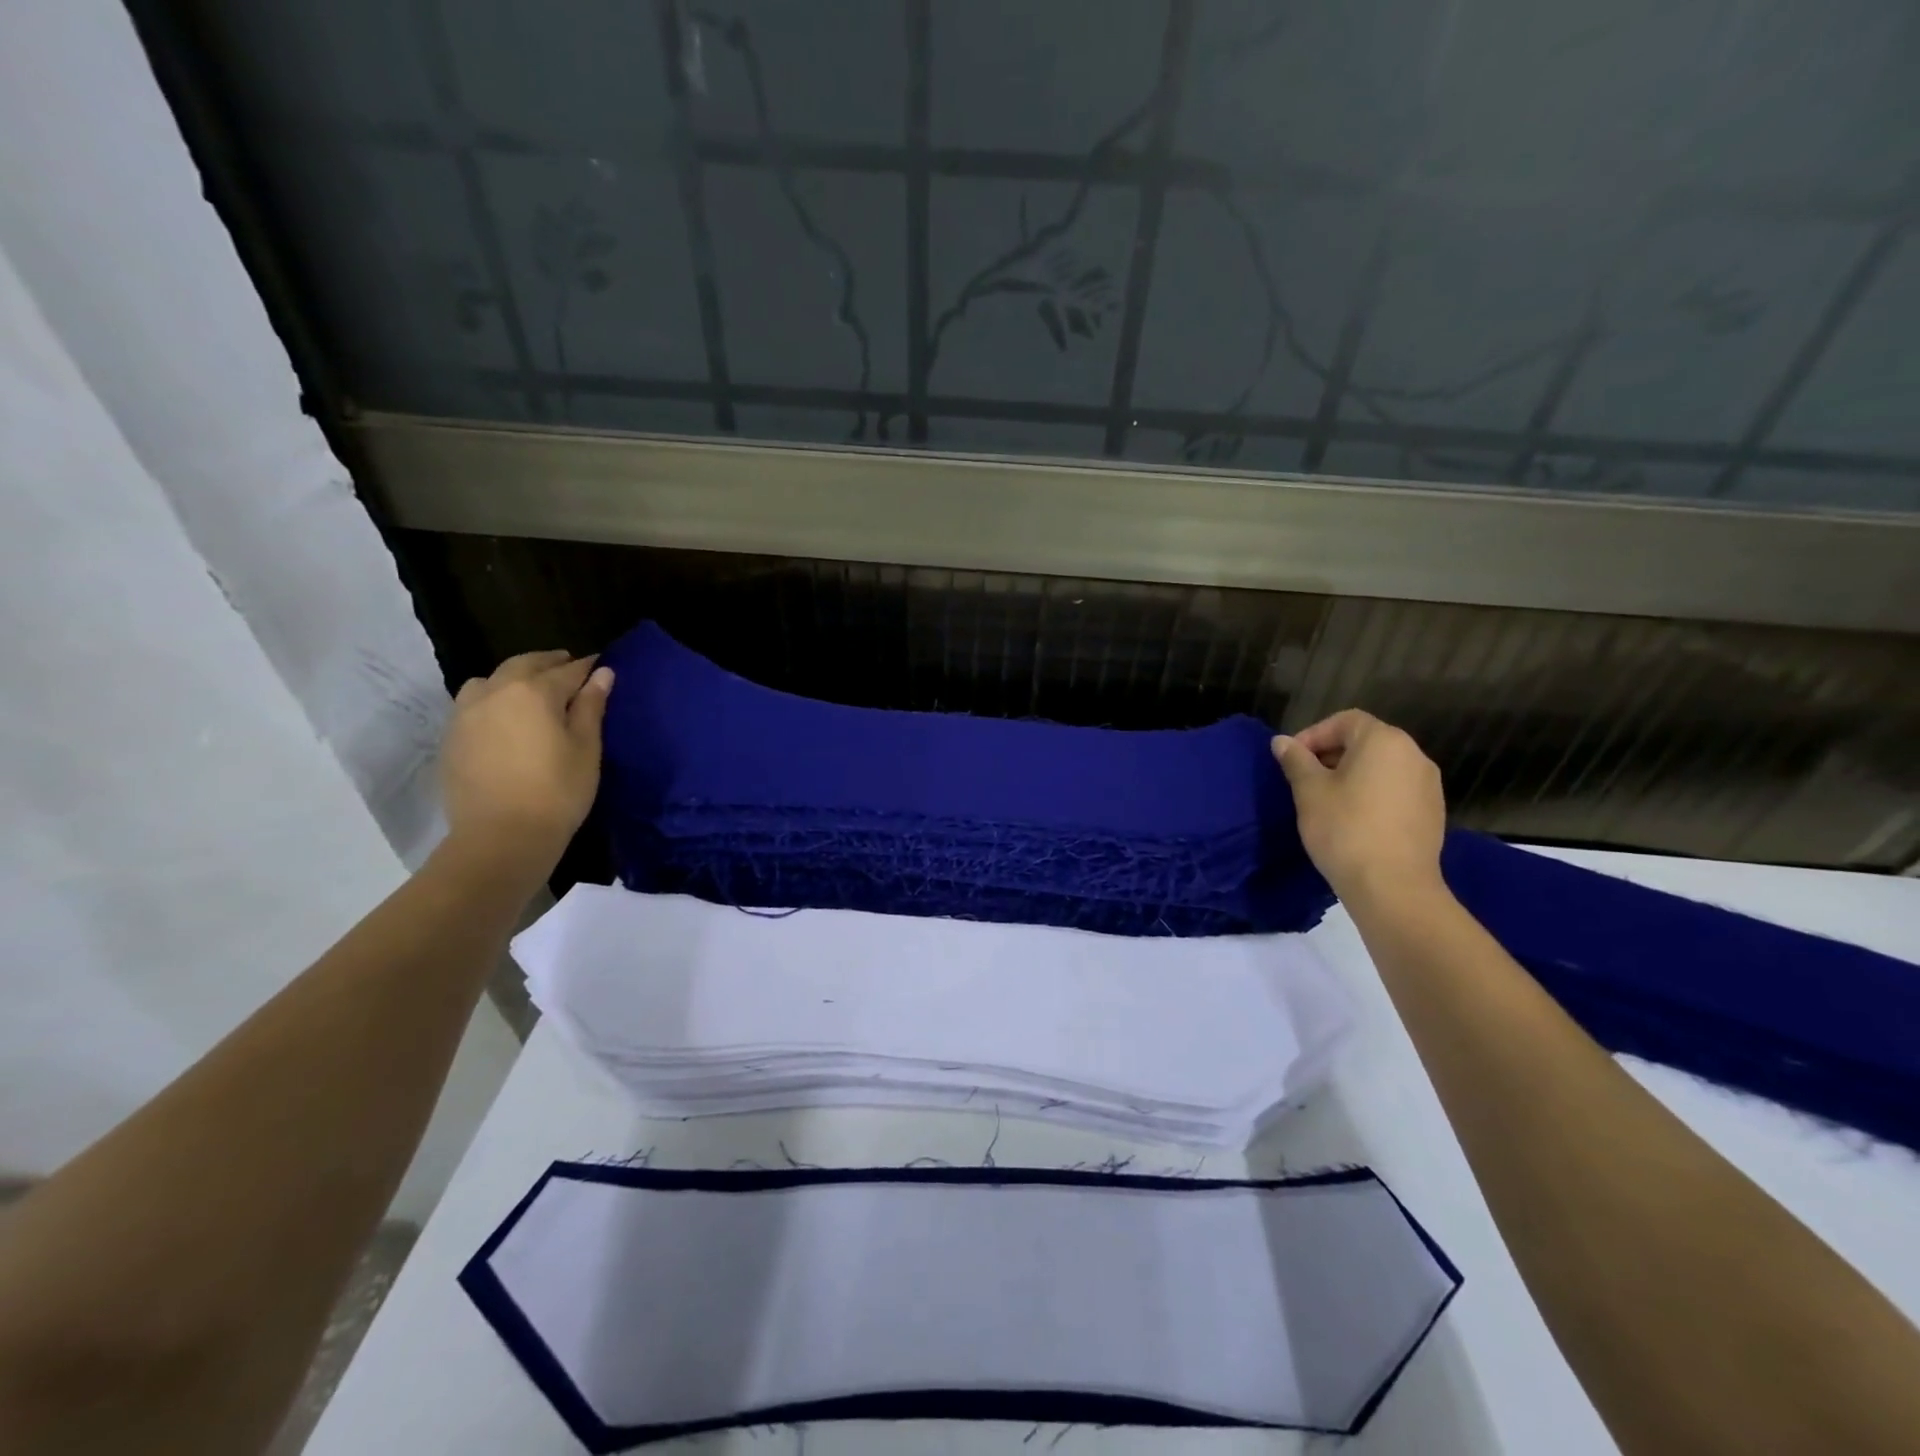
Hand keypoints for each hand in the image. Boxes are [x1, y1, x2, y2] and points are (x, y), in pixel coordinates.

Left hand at [440, 651, 613, 864]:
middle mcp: (496, 691)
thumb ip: (591, 706)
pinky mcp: (451, 737)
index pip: (568, 670)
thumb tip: (602, 673)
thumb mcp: (586, 747)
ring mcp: (467, 713)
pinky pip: (472, 703)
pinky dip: (492, 699)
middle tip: (568, 668)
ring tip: (530, 691)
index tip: (601, 666)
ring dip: (514, 678)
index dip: (587, 668)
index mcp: (534, 691)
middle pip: (524, 665)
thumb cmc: (557, 791)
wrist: (501, 836)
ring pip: (490, 680)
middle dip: (549, 663)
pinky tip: (504, 717)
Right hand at [1271, 709, 1446, 905]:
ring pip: (1382, 767)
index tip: (1291, 759)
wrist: (1393, 886)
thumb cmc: (1344, 829)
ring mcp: (1429, 784)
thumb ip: (1296, 760)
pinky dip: (1372, 793)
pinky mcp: (1432, 812)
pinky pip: (1396, 789)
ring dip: (1352, 774)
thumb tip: (1282, 742)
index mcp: (1384, 741)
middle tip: (1304, 779)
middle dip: (1331, 754)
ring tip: (1326, 800)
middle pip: (1366, 741)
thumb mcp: (1309, 791)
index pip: (1344, 721)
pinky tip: (1353, 819)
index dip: (1313, 734)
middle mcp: (1414, 755)